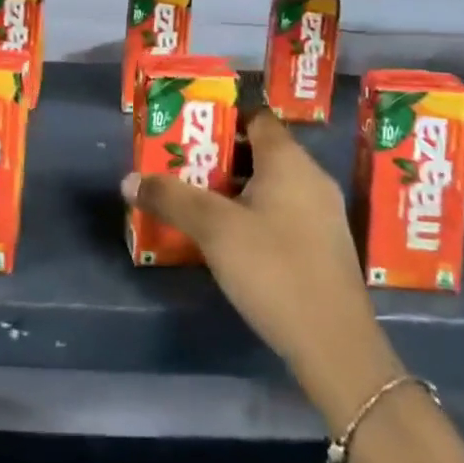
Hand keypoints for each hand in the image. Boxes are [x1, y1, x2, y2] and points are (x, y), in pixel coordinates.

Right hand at [122, 111, 406, 431]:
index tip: (189, 132)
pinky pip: (286, 212)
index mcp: (289, 160)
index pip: (256, 118)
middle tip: (184, 169)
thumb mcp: (214, 230)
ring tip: (200, 203)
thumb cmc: (274, 269)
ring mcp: (323, 213)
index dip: (222, 119)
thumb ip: (171, 199)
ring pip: (273, 185)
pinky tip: (234, 240)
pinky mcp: (325, 246)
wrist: (334, 344)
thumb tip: (129, 179)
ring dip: (237, 189)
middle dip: (221, 158)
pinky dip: (258, 214)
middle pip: (262, 151)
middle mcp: (312, 177)